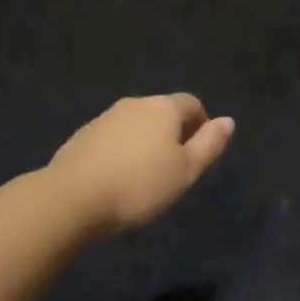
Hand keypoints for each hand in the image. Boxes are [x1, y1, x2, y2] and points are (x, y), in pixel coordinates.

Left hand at [48, 94, 234, 235]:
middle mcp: (135, 103)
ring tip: (144, 176)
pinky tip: (117, 178)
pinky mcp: (83, 135)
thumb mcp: (185, 172)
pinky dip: (121, 151)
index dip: (201, 124)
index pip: (192, 103)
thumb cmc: (139, 185)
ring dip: (145, 142)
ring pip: (136, 124)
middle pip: (162, 111)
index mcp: (163, 107)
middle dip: (172, 133)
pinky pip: (113, 137)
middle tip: (174, 168)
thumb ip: (209, 145)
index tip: (199, 153)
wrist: (72, 197)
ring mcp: (105, 117)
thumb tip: (228, 120)